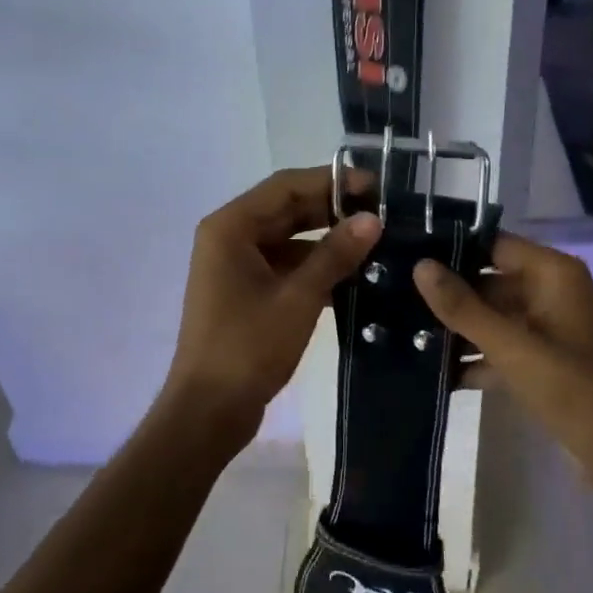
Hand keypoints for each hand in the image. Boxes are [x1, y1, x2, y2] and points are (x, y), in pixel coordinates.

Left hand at [164, 167, 380, 444]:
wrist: (209, 411)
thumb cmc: (248, 348)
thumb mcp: (298, 298)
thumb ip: (335, 254)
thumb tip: (372, 219)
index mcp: (231, 227)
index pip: (287, 186)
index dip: (333, 181)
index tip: (377, 188)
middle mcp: (230, 237)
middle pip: (287, 208)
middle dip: (334, 209)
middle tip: (384, 214)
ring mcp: (236, 265)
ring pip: (289, 237)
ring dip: (328, 239)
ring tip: (377, 242)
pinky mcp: (246, 291)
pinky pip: (286, 264)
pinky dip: (316, 266)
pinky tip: (354, 275)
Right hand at [413, 234, 592, 487]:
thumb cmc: (572, 389)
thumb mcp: (512, 347)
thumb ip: (464, 307)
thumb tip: (420, 266)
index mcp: (552, 274)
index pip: (493, 244)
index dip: (452, 247)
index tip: (406, 253)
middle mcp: (550, 292)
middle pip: (488, 282)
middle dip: (447, 295)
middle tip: (393, 298)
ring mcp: (546, 328)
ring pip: (491, 317)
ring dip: (456, 330)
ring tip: (402, 333)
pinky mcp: (541, 361)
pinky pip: (500, 347)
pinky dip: (473, 358)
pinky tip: (431, 372)